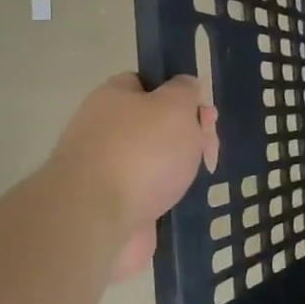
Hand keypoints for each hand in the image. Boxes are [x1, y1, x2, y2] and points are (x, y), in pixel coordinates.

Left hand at [47, 73, 217, 281]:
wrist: (96, 219)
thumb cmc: (141, 152)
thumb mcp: (175, 105)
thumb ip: (186, 91)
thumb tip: (186, 86)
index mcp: (114, 98)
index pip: (147, 84)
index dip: (179, 95)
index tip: (203, 113)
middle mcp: (105, 130)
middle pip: (156, 124)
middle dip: (188, 136)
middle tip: (208, 150)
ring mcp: (107, 170)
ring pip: (156, 161)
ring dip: (180, 168)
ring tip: (199, 179)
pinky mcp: (113, 205)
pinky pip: (149, 193)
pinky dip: (168, 197)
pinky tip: (183, 202)